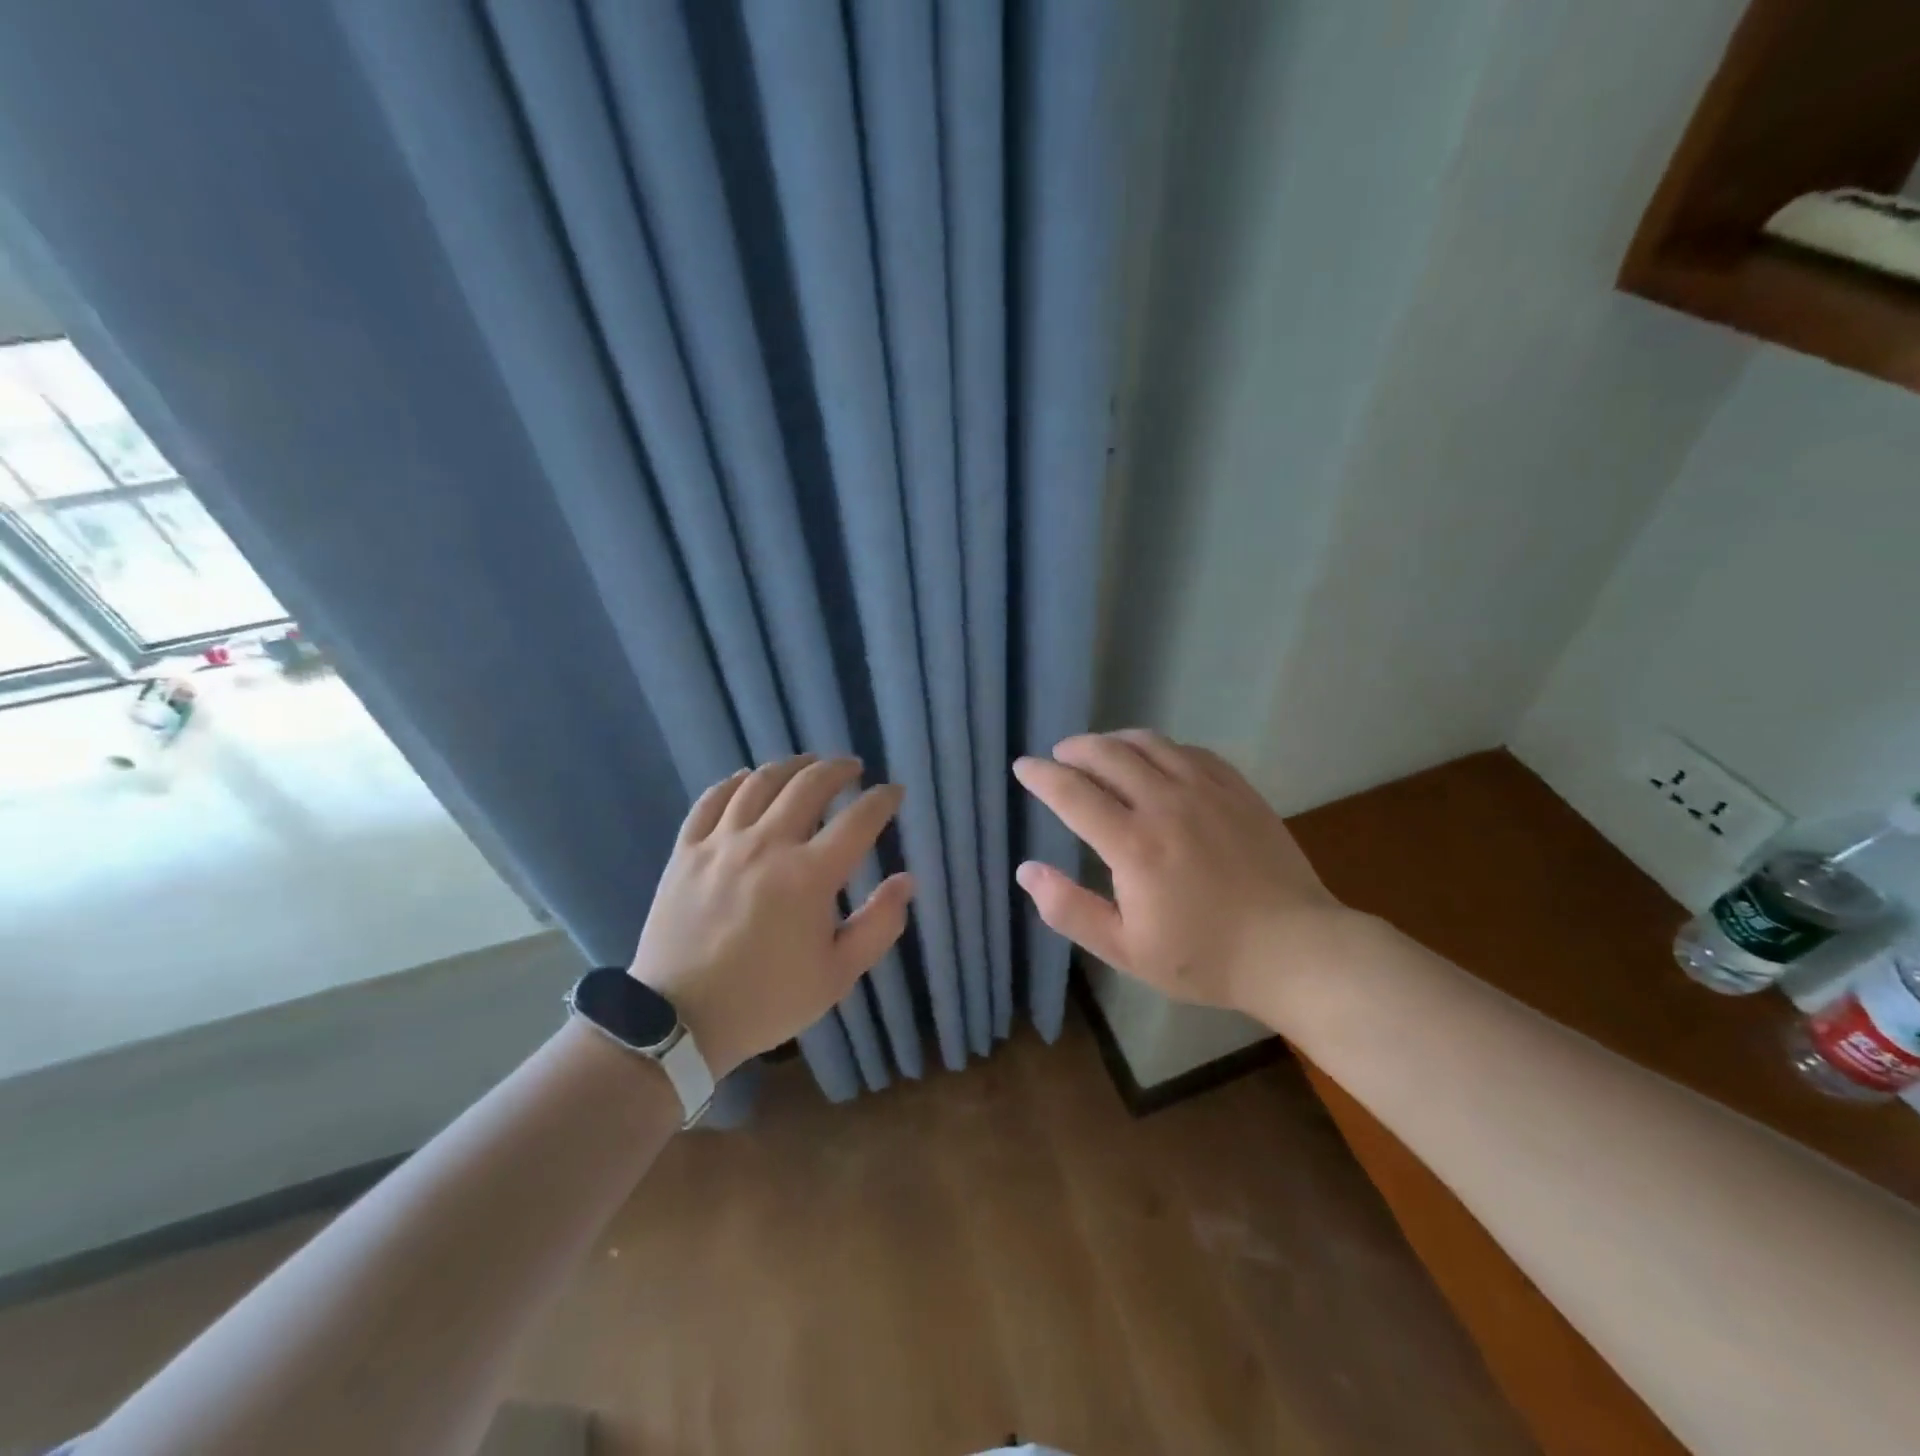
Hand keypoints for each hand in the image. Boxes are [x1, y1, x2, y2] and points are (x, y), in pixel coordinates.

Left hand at [629, 754, 912, 1076]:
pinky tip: (748, 779)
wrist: (678, 1021)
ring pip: (760, 783)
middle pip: (809, 786)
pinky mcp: (686, 851)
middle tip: (852, 768)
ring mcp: (721, 843)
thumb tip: (907, 881)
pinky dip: (735, 782)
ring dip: (790, 766)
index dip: (882, 800)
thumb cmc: (766, 1000)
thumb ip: (879, 925)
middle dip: (838, 770)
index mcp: (809, 876)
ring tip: (807, 764)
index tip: (893, 792)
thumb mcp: (837, 975)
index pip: (859, 820)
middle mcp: (767, 845)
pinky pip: (712, 800)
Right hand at [1012, 730, 1347, 1013]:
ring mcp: (1207, 790)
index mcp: (1133, 845)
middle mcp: (1166, 804)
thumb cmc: (1204, 957)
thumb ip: (1069, 909)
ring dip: (1114, 740)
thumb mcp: (1125, 949)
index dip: (1041, 776)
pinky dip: (1160, 748)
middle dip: (1074, 749)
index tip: (1023, 767)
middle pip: (1108, 754)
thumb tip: (1026, 870)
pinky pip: (1189, 750)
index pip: (1072, 792)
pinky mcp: (1237, 789)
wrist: (1294, 950)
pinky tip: (1156, 760)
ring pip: (1149, 743)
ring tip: (1100, 751)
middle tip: (1059, 756)